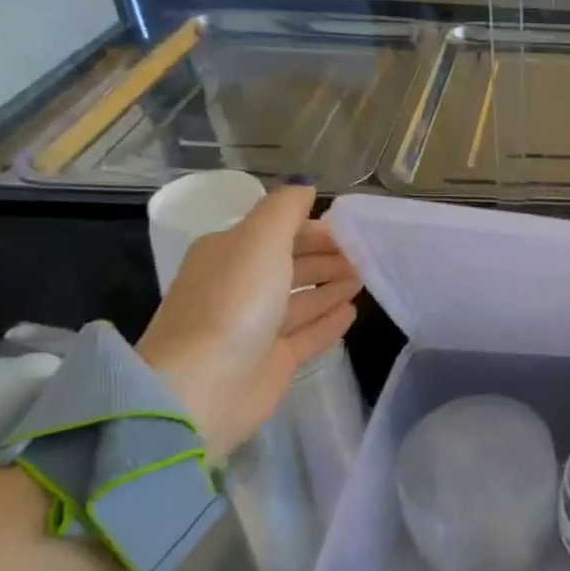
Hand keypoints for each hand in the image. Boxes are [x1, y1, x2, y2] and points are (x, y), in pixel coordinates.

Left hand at [135, 184, 360, 457]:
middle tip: (366, 255)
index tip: (353, 231)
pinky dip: (329, 321)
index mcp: (229, 254)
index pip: (278, 232)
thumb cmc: (233, 303)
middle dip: (326, 257)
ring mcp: (256, 327)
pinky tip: (352, 312)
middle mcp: (240, 288)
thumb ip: (285, 210)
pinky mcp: (273, 362)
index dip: (314, 229)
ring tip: (364, 279)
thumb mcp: (259, 241)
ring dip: (331, 286)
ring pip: (301, 300)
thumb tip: (305, 183)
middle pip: (290, 265)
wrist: (203, 387)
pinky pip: (308, 334)